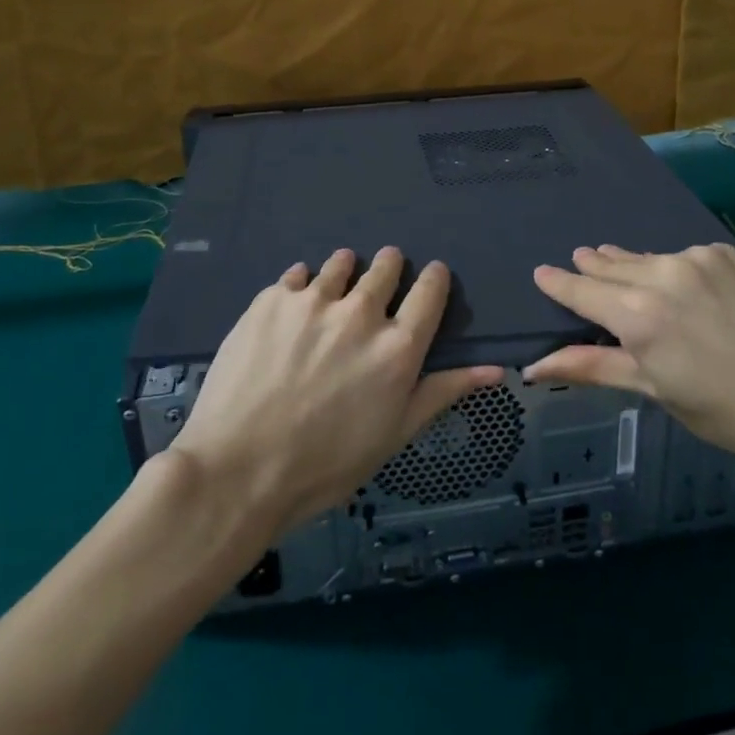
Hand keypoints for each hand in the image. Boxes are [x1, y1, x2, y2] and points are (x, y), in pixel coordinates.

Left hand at [170, 247, 502, 534]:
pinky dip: (302, 286)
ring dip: (345, 272)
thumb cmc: (325, 464)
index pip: (431, 289)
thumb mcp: (394, 434)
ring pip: (341, 263)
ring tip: (334, 294)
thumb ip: (442, 391)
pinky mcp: (272, 299)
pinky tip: (293, 310)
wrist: (238, 472)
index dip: (433, 278)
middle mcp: (361, 313)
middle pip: (387, 266)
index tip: (429, 278)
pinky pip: (297, 276)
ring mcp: (313, 301)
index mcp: (397, 347)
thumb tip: (496, 369)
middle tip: (377, 287)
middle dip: (389, 269)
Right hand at [525, 243, 734, 475]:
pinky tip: (675, 281)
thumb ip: (593, 367)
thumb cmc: (724, 410)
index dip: (559, 283)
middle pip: (610, 267)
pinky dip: (668, 267)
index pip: (582, 291)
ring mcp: (696, 259)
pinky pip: (680, 256)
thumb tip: (534, 367)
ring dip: (628, 265)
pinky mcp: (724, 254)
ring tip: (614, 263)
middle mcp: (661, 275)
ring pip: (645, 258)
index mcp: (638, 316)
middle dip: (592, 268)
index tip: (540, 272)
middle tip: (579, 261)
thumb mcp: (653, 390)